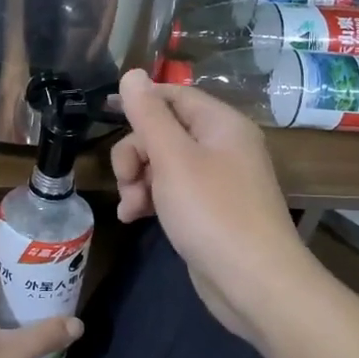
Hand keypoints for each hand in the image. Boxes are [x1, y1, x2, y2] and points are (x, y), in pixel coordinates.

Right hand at [112, 68, 314, 344]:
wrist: (255, 283)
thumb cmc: (212, 212)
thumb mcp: (173, 158)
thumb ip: (148, 115)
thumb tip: (132, 74)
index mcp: (221, 124)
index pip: (173, 94)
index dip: (139, 102)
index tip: (104, 114)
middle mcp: (222, 146)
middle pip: (164, 131)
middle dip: (135, 153)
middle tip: (126, 180)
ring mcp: (217, 180)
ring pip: (163, 163)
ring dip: (138, 180)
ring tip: (130, 206)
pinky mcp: (209, 210)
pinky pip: (172, 191)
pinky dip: (150, 199)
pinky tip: (134, 217)